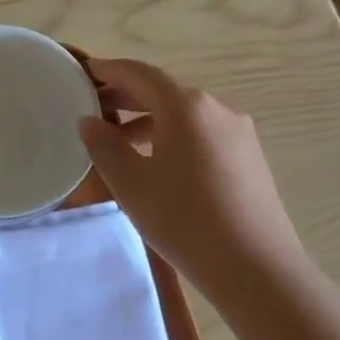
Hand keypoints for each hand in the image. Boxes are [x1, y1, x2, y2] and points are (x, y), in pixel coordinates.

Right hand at [78, 58, 307, 292]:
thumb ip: (104, 145)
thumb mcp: (130, 183)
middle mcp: (216, 108)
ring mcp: (238, 133)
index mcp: (185, 105)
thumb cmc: (184, 219)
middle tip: (93, 108)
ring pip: (183, 115)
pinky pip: (202, 134)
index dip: (108, 70)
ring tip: (120, 143)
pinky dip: (173, 137)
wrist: (256, 269)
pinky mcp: (249, 158)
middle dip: (126, 96)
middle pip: (163, 91)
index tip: (83, 73)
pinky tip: (158, 165)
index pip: (138, 73)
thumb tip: (90, 121)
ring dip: (148, 120)